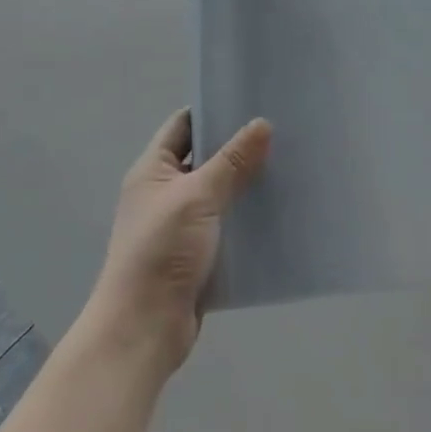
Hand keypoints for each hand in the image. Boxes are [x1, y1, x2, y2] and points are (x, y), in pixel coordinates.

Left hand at [84, 108, 270, 379]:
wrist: (143, 330)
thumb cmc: (161, 251)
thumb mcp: (198, 197)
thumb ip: (232, 161)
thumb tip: (262, 123)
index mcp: (153, 171)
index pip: (184, 125)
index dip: (213, 110)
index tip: (252, 101)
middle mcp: (164, 193)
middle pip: (204, 158)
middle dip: (238, 148)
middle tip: (281, 132)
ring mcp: (179, 226)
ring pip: (219, 194)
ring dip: (246, 185)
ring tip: (287, 166)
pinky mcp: (195, 256)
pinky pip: (225, 227)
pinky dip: (246, 219)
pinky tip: (278, 212)